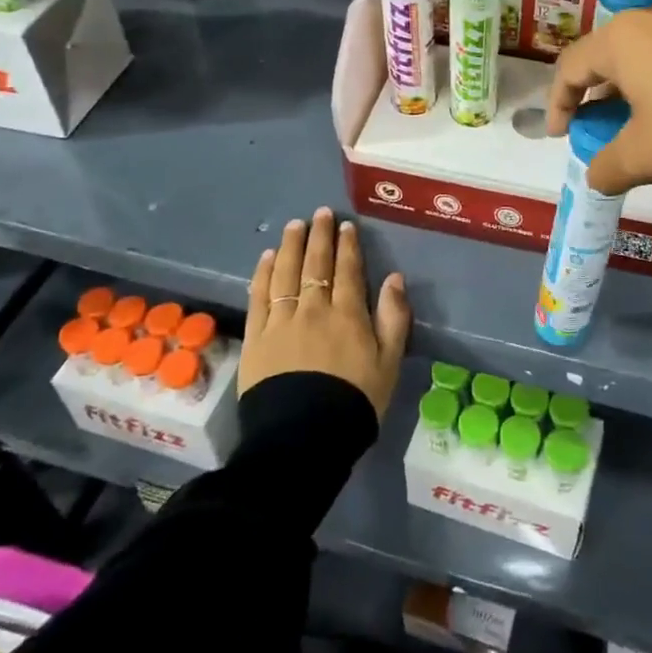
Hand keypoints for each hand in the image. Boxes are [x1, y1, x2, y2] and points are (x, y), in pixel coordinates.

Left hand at [243, 208, 410, 416]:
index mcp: (348, 314)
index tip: (346, 225)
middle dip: (319, 236)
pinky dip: (263, 273)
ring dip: (291, 246)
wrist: (303, 438)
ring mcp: (281, 321)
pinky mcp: (256, 337)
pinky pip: (259, 296)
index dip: (347, 245)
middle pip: (315, 264)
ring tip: (294, 226)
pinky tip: (267, 258)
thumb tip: (395, 277)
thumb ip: (394, 318)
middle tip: (320, 214)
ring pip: (286, 273)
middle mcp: (313, 309)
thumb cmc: (354, 402)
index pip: (347, 270)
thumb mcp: (389, 363)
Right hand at [546, 0, 651, 195]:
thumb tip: (596, 176)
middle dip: (601, 94)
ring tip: (646, 119)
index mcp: (624, 36)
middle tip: (602, 128)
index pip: (572, 66)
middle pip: (613, 53)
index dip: (559, 103)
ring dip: (639, 84)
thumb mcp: (644, 156)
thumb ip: (606, 166)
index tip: (562, 136)